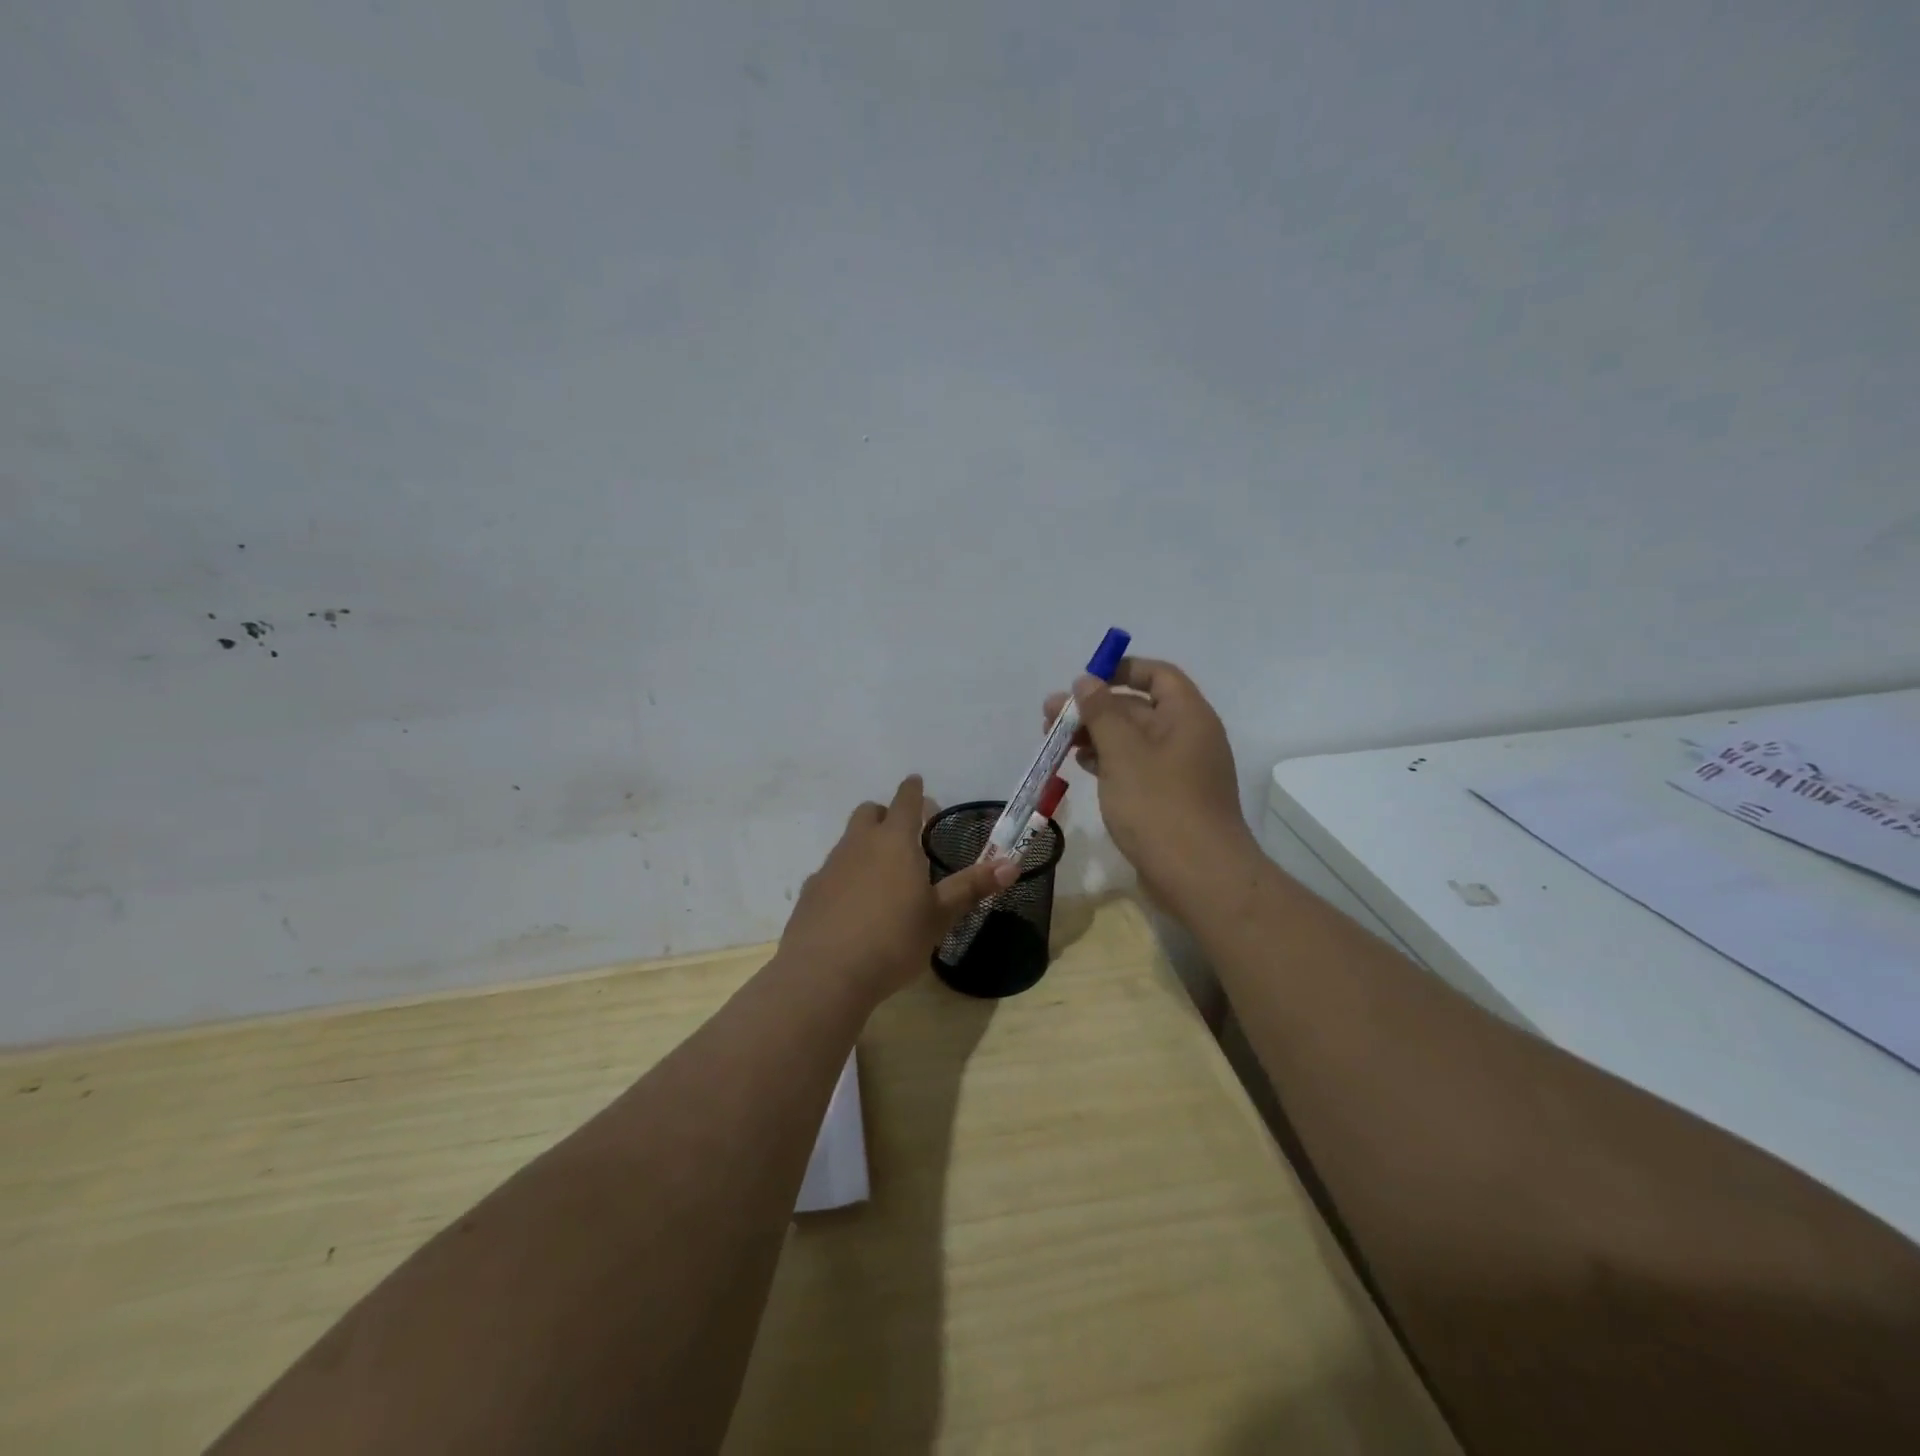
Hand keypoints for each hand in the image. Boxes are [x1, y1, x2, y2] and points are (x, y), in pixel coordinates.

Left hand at [777, 775, 1016, 1006]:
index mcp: (895, 842)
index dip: (913, 790)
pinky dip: (846, 877)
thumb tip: (1012, 864)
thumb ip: (971, 888)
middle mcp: (859, 845)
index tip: (916, 782)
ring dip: (866, 846)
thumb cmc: (893, 940)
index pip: (905, 801)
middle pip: (870, 813)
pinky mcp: (810, 892)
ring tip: (883, 877)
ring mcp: (830, 867)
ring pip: (849, 841)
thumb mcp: (939, 916)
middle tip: (904, 835)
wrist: (824, 974)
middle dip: (886, 815)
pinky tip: (855, 906)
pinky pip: (832, 872)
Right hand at [1043, 658, 1255, 913]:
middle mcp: (1188, 737)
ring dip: (1096, 736)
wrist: (1199, 876)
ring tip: (1056, 742)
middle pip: (1139, 708)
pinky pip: (1136, 767)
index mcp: (1187, 716)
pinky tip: (1082, 765)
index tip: (1084, 679)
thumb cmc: (1159, 805)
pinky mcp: (1169, 798)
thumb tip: (1086, 680)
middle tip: (1050, 717)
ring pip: (1133, 740)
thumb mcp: (1123, 752)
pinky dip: (1109, 761)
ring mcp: (1180, 770)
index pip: (1157, 675)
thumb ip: (1101, 712)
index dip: (1121, 670)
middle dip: (1095, 708)